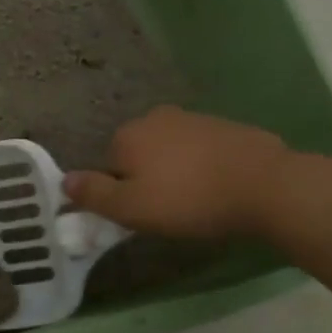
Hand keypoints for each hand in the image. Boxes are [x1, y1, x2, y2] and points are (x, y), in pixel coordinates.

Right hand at [64, 106, 290, 242]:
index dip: (122, 193)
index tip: (143, 214)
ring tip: (198, 202)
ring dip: (177, 172)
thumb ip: (94, 195)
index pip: (109, 166)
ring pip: (170, 151)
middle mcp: (154, 118)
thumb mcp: (132, 209)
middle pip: (139, 155)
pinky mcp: (225, 126)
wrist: (267, 185)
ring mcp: (192, 118)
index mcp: (127, 135)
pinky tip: (220, 188)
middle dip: (148, 178)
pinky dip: (204, 166)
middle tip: (169, 211)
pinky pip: (201, 150)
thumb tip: (64, 181)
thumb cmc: (190, 200)